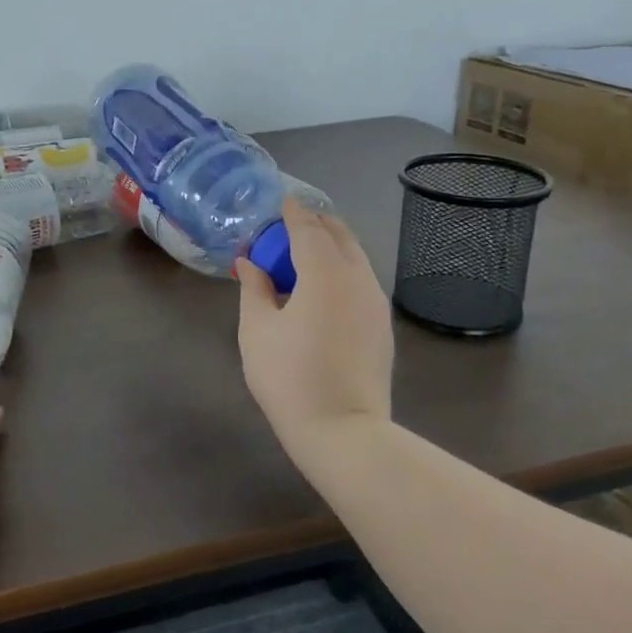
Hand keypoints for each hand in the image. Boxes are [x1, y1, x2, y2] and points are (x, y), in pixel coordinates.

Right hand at [237, 201, 393, 461]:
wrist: (343, 431)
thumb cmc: (289, 377)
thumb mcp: (257, 331)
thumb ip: (253, 289)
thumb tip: (249, 263)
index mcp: (324, 274)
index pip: (309, 229)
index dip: (294, 213)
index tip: (282, 201)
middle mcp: (358, 279)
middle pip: (340, 237)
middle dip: (316, 224)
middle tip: (292, 225)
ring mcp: (375, 303)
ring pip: (356, 258)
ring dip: (331, 246)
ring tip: (305, 253)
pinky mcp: (382, 326)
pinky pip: (362, 281)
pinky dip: (342, 269)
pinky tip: (323, 287)